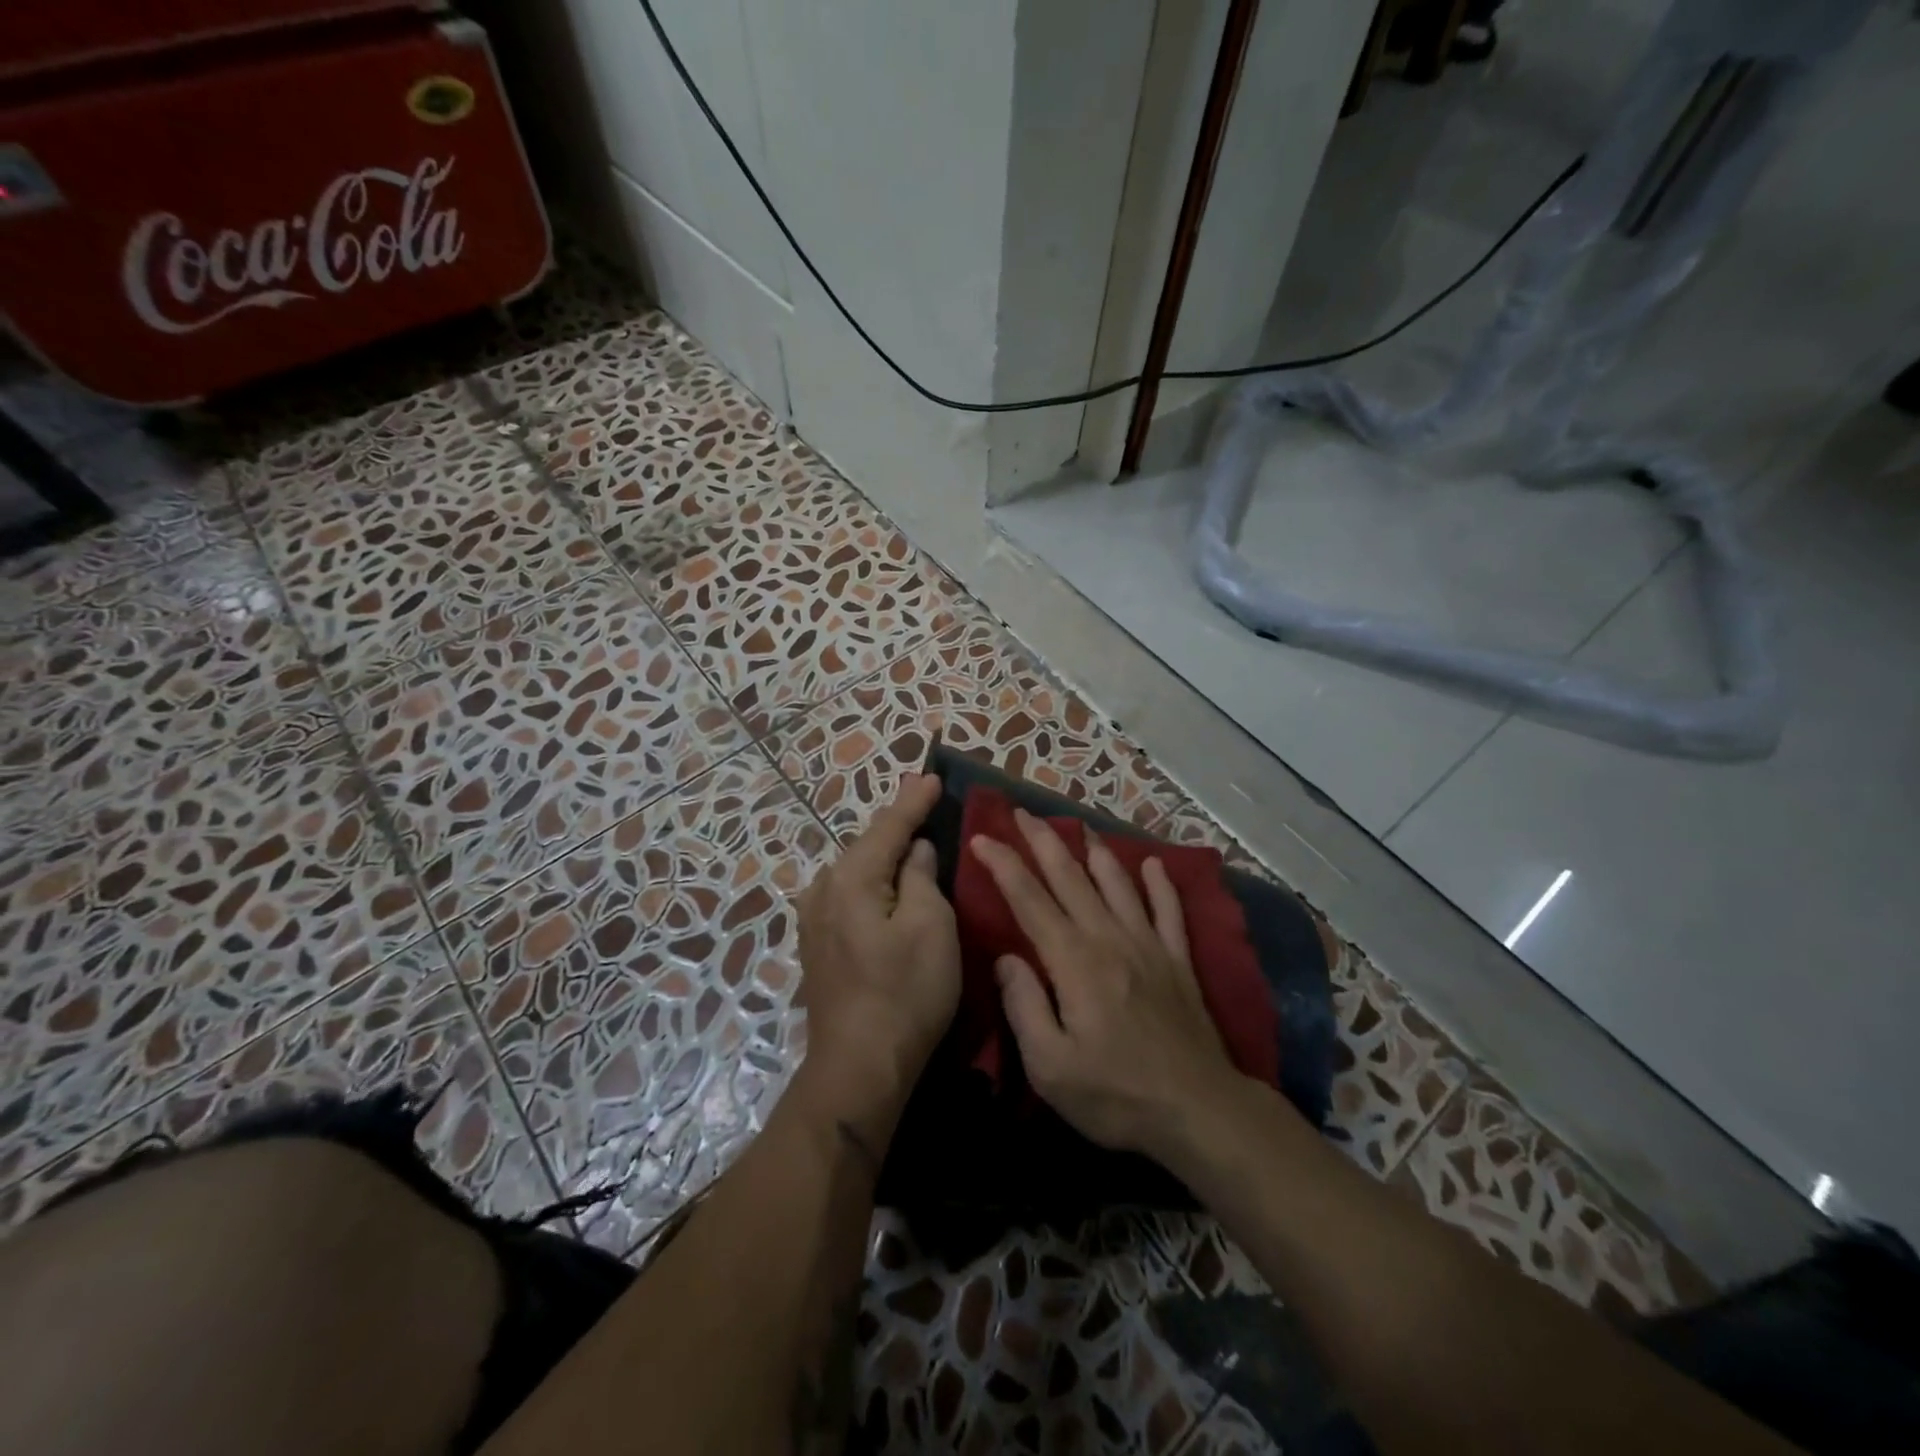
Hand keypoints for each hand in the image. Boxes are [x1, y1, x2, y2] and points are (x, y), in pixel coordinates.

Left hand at [794, 775, 960, 1135]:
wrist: (858, 1069)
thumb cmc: (905, 993)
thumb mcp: (930, 926)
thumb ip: (921, 877)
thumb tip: (915, 850)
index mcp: (851, 878)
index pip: (888, 826)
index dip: (914, 801)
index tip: (933, 775)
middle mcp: (823, 889)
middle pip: (868, 846)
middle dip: (898, 825)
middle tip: (926, 801)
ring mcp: (814, 920)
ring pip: (858, 872)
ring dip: (885, 855)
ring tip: (913, 838)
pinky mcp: (818, 945)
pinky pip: (851, 896)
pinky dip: (875, 883)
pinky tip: (890, 885)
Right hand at [969, 810, 1247, 1162]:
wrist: (1199, 1110)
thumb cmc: (1117, 1095)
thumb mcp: (1050, 1067)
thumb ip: (1023, 1007)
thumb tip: (1006, 958)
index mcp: (1073, 961)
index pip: (1029, 899)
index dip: (1003, 865)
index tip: (982, 837)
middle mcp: (1109, 938)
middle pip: (1070, 877)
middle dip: (1043, 841)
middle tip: (1023, 813)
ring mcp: (1149, 945)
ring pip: (1117, 883)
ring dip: (1095, 851)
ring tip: (1080, 825)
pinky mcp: (1178, 960)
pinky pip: (1169, 910)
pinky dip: (1160, 884)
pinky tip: (1152, 865)